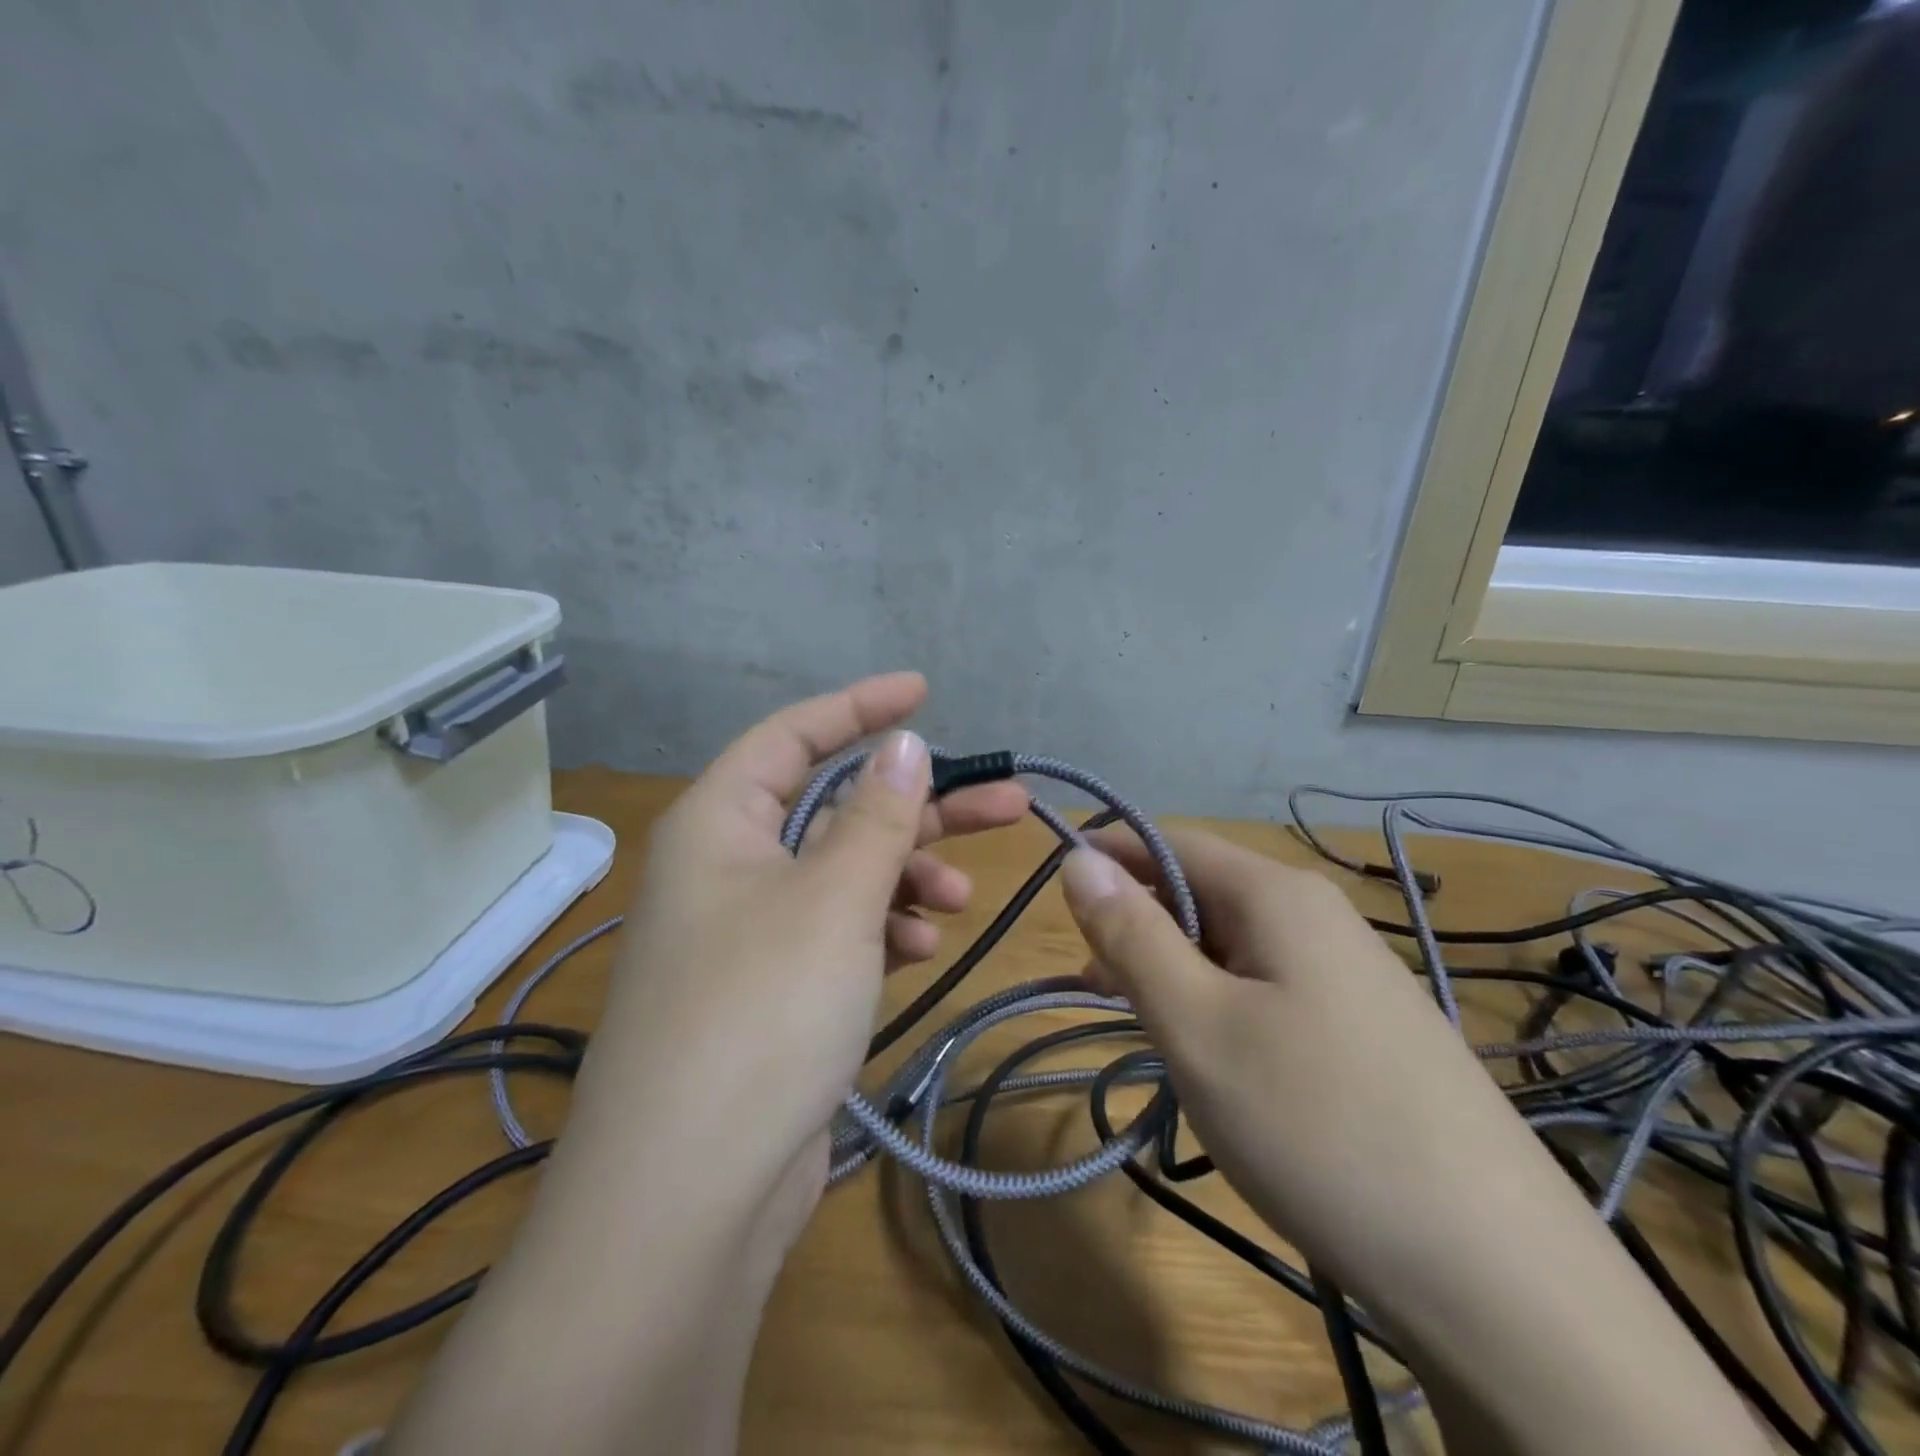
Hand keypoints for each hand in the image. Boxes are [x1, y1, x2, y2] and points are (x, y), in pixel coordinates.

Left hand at [570, 673, 1027, 1236]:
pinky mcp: (770, 990)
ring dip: (904, 879)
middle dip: (917, 808)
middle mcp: (727, 867)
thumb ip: (874, 815)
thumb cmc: (761, 1012)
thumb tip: (903, 743)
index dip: (859, 706)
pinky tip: (917, 950)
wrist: (689, 1196)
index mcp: (720, 823)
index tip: (923, 692)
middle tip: (1006, 804)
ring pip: (843, 875)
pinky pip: (837, 932)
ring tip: (956, 903)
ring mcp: (748, 932)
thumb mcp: (833, 898)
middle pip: (834, 809)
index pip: (793, 736)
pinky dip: (880, 930)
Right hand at [1060, 830, 1771, 1455]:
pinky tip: (1211, 1055)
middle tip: (1090, 981)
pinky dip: (1218, 1003)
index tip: (1053, 895)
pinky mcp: (1366, 1027)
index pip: (1169, 839)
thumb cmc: (1315, 1124)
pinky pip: (1268, 986)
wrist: (1497, 1274)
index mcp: (1277, 893)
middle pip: (1201, 889)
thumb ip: (1130, 933)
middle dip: (1136, 922)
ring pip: (1232, 943)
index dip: (1106, 856)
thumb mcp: (1195, 1023)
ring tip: (1137, 1020)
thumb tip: (1079, 858)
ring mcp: (1350, 972)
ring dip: (1174, 967)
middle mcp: (1318, 914)